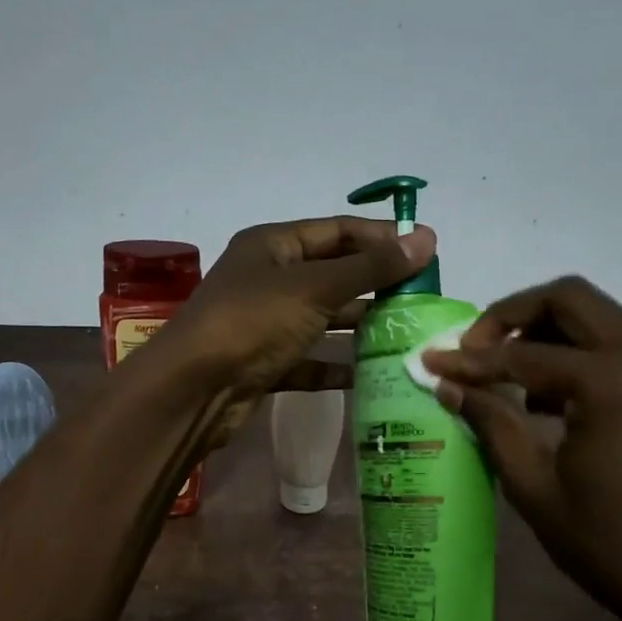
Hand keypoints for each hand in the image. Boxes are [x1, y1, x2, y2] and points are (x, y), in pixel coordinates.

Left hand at [158, 216, 436, 437]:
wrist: (194, 389)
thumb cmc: (252, 322)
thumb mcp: (315, 288)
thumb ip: (370, 267)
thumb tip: (427, 239)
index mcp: (273, 245)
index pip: (337, 231)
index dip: (381, 238)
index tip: (426, 251)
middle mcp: (268, 279)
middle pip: (332, 273)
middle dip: (375, 283)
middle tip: (421, 297)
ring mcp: (266, 323)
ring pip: (322, 318)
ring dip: (358, 324)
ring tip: (405, 332)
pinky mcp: (266, 364)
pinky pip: (309, 359)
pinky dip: (334, 365)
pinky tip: (368, 374)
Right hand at [421, 276, 621, 620]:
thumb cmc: (607, 543)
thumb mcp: (534, 485)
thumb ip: (491, 423)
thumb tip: (448, 384)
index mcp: (609, 381)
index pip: (522, 354)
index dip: (469, 359)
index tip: (430, 361)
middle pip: (569, 299)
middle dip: (512, 316)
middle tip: (473, 351)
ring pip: (596, 318)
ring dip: (546, 333)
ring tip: (507, 378)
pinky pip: (616, 348)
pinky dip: (577, 355)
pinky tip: (549, 402)